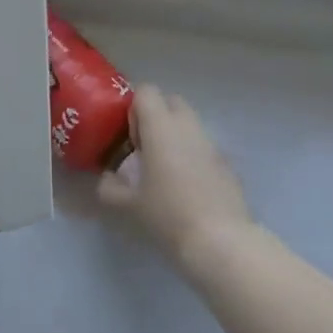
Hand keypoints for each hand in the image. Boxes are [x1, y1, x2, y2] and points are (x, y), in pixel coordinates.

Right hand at [92, 85, 252, 266]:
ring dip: (174, 136)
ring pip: (189, 124)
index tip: (128, 136)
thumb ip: (109, 186)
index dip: (133, 108)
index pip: (146, 91)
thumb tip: (105, 179)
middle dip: (155, 116)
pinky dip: (192, 155)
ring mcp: (211, 144)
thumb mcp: (127, 204)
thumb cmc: (167, 214)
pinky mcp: (227, 163)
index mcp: (161, 127)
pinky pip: (203, 146)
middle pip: (171, 101)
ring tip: (163, 168)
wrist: (220, 241)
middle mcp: (188, 127)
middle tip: (144, 147)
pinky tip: (186, 187)